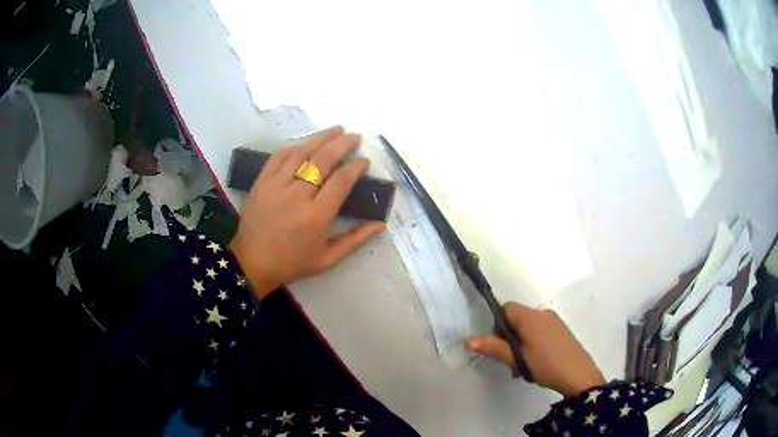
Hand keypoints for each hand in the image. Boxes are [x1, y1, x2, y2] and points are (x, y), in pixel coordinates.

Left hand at [230, 127, 385, 299]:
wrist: (252, 262)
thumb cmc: (292, 263)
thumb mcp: (327, 259)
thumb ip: (355, 240)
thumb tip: (381, 224)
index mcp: (316, 217)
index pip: (341, 181)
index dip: (356, 167)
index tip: (364, 161)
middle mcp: (297, 196)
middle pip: (323, 161)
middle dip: (342, 145)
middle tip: (355, 137)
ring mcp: (276, 186)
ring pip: (302, 153)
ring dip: (321, 138)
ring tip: (336, 130)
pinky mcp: (262, 182)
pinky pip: (279, 157)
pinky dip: (294, 147)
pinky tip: (305, 143)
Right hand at [466, 302, 605, 396]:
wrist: (578, 374)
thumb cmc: (545, 364)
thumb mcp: (517, 359)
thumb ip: (493, 347)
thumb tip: (467, 340)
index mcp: (530, 316)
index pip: (506, 308)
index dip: (498, 325)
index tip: (500, 346)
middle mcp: (543, 313)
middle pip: (517, 319)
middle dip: (509, 338)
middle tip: (511, 361)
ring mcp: (554, 321)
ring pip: (529, 327)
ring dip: (521, 343)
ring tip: (523, 367)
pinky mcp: (562, 330)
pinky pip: (541, 331)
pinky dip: (533, 343)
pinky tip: (537, 363)